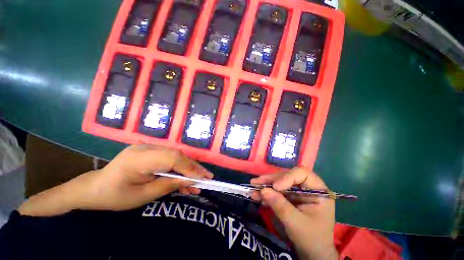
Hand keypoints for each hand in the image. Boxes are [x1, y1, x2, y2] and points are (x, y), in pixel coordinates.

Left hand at [82, 144, 212, 210]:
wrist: (96, 188)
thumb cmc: (115, 196)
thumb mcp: (143, 196)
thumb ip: (168, 185)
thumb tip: (191, 181)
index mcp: (139, 158)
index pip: (172, 158)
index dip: (189, 168)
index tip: (202, 178)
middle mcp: (146, 147)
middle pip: (177, 155)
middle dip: (193, 167)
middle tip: (206, 177)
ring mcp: (149, 147)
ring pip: (176, 156)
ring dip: (188, 168)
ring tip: (199, 179)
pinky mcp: (152, 151)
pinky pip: (170, 158)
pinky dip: (179, 167)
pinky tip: (185, 177)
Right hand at [251, 168, 336, 259]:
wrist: (312, 253)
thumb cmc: (311, 239)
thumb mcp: (296, 224)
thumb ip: (280, 206)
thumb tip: (263, 191)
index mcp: (318, 191)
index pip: (302, 174)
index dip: (287, 177)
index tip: (275, 187)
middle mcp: (307, 187)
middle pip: (287, 176)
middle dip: (271, 180)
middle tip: (256, 182)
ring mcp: (298, 191)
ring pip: (280, 182)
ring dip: (266, 185)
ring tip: (253, 187)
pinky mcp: (290, 196)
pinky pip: (277, 190)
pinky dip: (267, 193)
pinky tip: (257, 195)